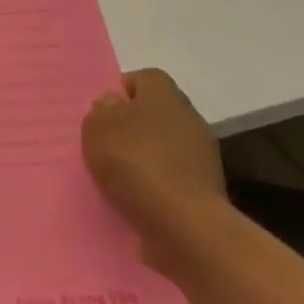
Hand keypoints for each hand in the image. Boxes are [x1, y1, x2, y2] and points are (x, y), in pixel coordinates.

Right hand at [82, 69, 227, 272]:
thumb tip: (114, 104)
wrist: (185, 225)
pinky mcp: (205, 190)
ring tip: (118, 174)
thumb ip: (102, 111)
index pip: (147, 78)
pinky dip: (156, 183)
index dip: (124, 90)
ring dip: (145, 155)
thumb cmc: (136, 163)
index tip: (104, 111)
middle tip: (107, 142)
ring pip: (166, 145)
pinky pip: (173, 176)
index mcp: (165, 96)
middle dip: (134, 124)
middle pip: (158, 112)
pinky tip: (136, 197)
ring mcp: (202, 157)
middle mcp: (189, 119)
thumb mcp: (98, 128)